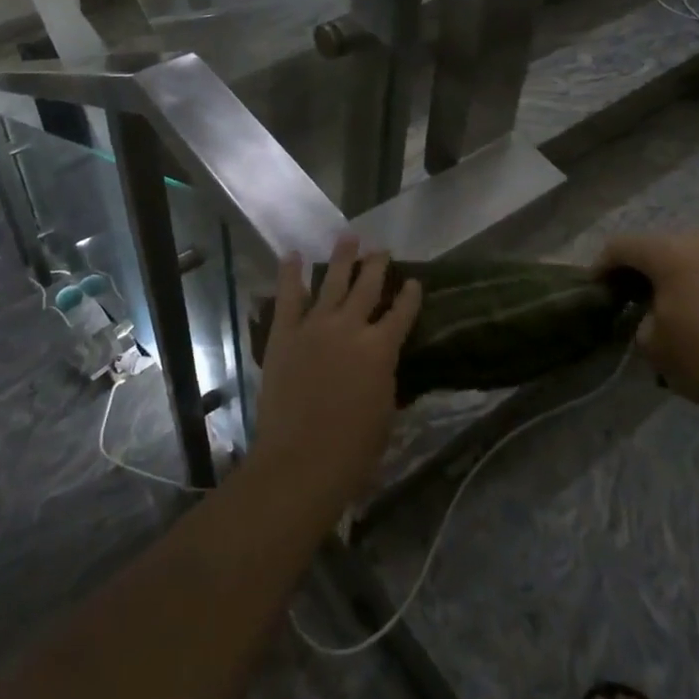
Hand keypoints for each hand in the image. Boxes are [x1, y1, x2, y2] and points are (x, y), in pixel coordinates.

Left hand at [250, 237, 421, 519]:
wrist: (301, 460)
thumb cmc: (353, 450)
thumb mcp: (385, 414)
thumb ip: (385, 380)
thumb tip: (383, 366)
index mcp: (381, 349)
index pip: (402, 312)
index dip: (410, 295)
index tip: (414, 281)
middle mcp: (351, 327)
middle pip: (367, 287)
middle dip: (376, 265)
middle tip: (381, 250)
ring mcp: (315, 326)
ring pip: (332, 282)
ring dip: (341, 258)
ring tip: (349, 237)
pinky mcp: (285, 334)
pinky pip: (287, 297)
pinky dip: (290, 274)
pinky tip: (293, 255)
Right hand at [598, 231, 698, 421]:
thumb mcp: (652, 343)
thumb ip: (639, 314)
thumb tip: (649, 309)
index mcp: (671, 253)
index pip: (622, 246)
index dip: (602, 265)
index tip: (596, 287)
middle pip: (656, 244)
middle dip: (639, 267)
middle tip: (629, 293)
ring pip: (688, 251)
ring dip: (671, 270)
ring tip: (667, 298)